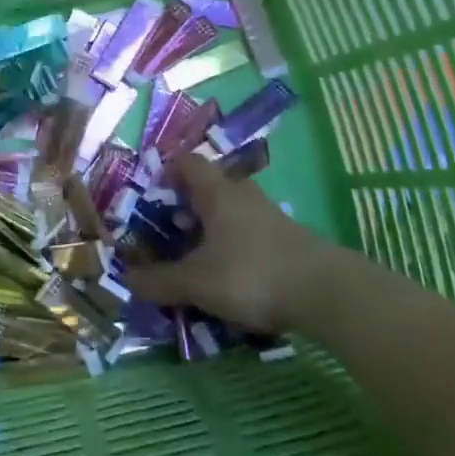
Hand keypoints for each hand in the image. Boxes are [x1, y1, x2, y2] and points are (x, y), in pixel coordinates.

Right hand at [120, 152, 323, 333]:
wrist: (328, 293)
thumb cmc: (252, 273)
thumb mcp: (198, 282)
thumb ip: (160, 281)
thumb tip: (126, 280)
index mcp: (217, 192)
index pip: (187, 162)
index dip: (166, 171)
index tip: (151, 194)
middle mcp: (242, 195)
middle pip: (209, 186)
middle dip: (186, 205)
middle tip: (168, 230)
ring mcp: (269, 216)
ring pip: (231, 211)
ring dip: (211, 228)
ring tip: (195, 257)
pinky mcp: (288, 240)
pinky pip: (249, 233)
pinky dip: (233, 246)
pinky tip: (229, 276)